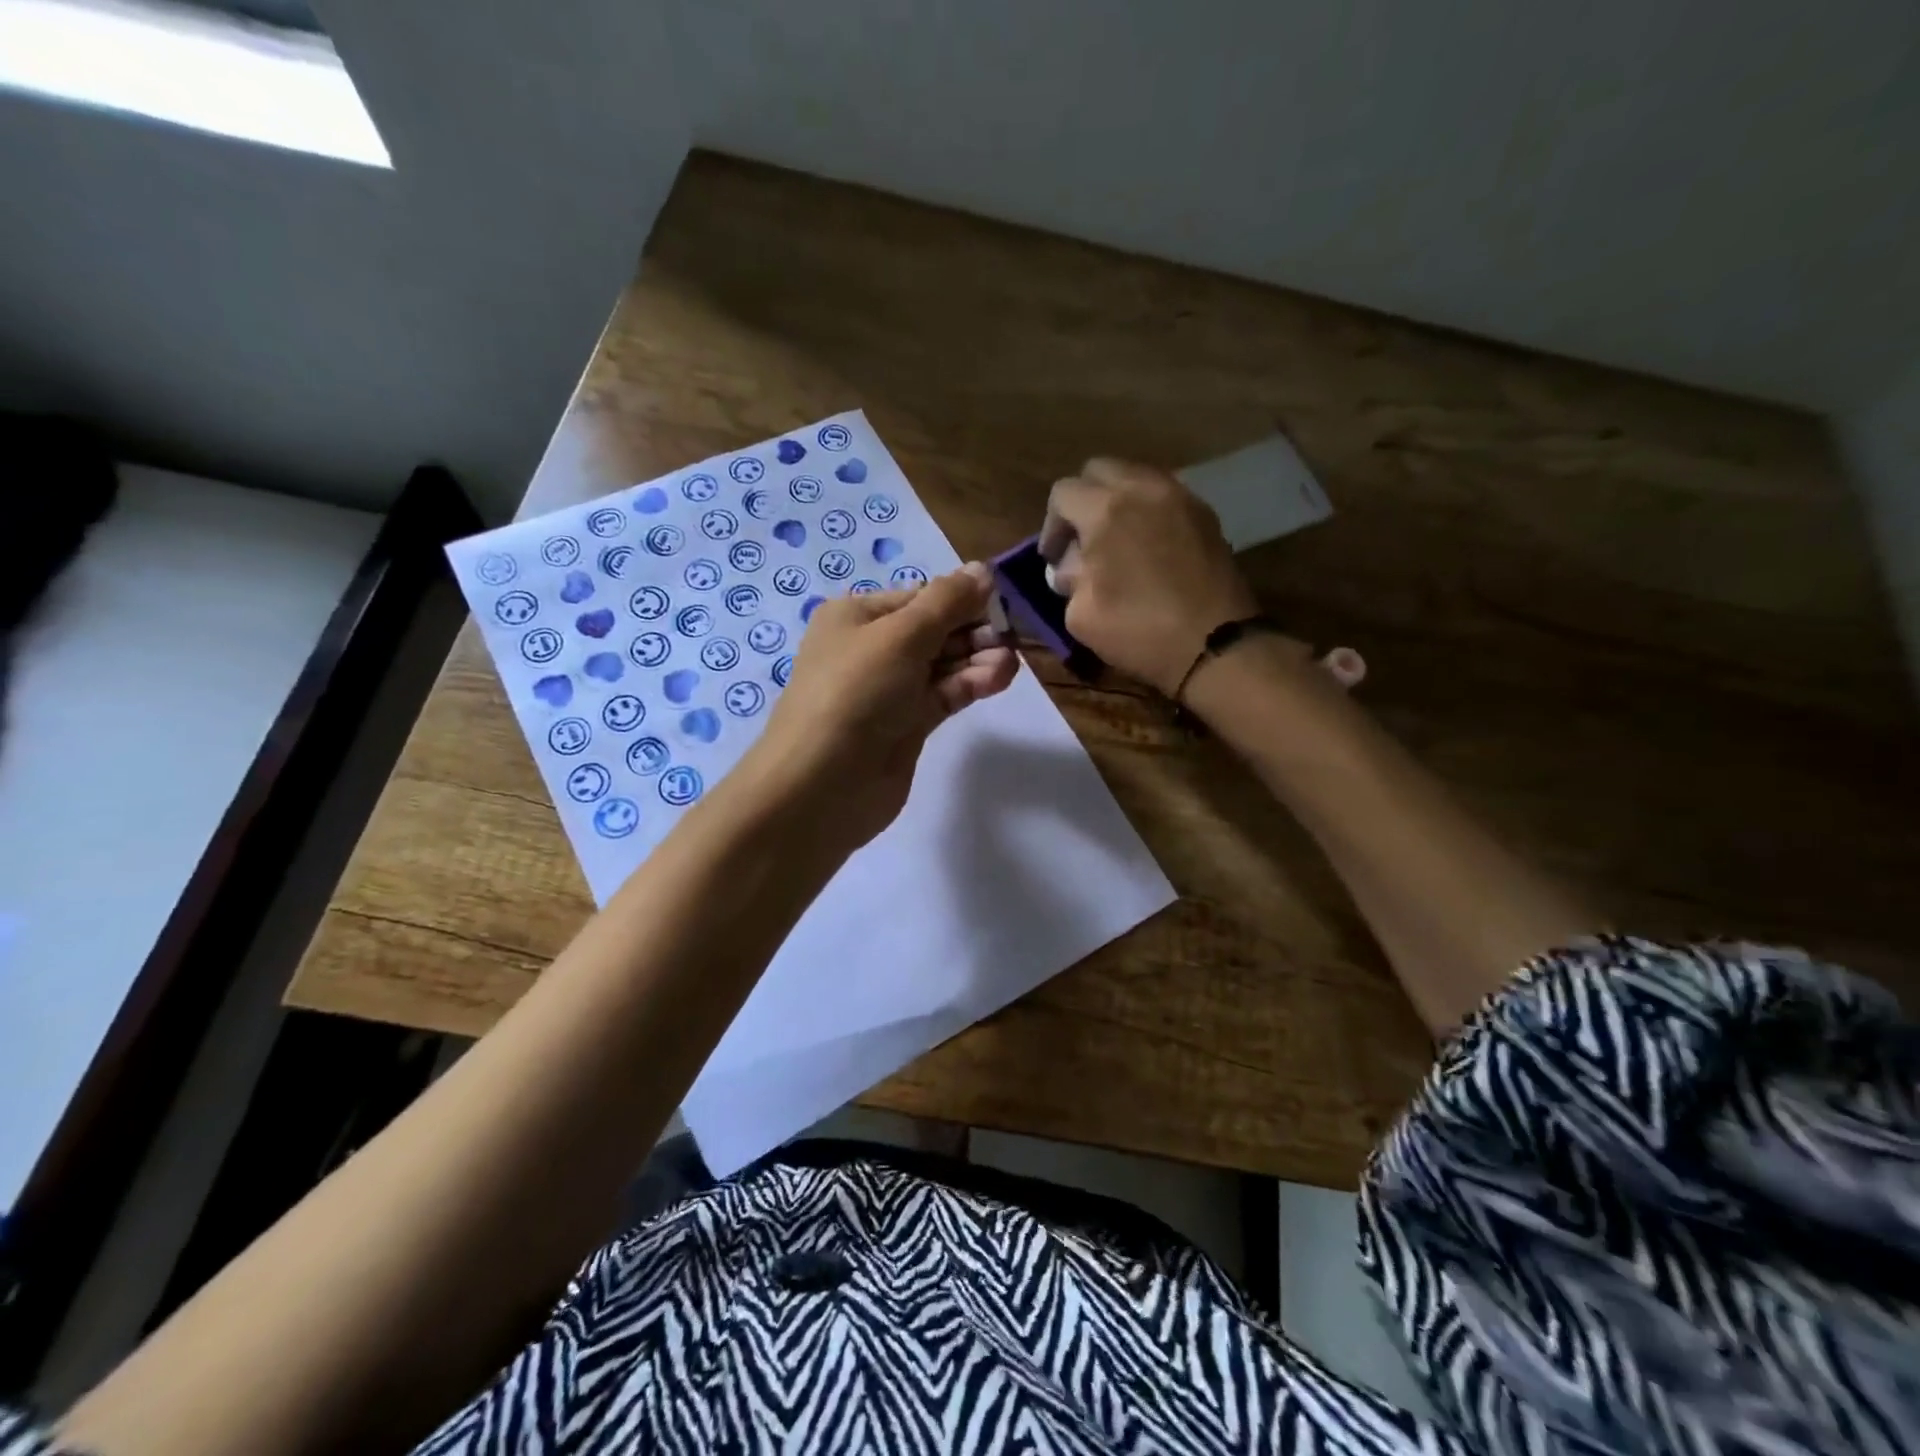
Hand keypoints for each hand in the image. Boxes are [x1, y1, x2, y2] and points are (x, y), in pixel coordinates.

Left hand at [736, 564, 1017, 850]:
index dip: (960, 597)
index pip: (919, 596)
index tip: (1002, 600)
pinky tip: (999, 677)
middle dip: (972, 630)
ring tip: (1009, 662)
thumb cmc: (855, 692)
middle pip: (934, 630)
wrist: (821, 784)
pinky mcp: (907, 726)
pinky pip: (944, 694)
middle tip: (1011, 634)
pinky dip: (970, 684)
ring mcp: (890, 690)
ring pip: (943, 664)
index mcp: (857, 617)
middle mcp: (871, 649)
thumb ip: (947, 603)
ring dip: (977, 658)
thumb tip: (983, 570)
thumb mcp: (900, 636)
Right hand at [1040, 459, 1261, 696]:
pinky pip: (1164, 496)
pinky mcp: (1205, 514)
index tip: (1055, 557)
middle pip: (1100, 470)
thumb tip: (1071, 565)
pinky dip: (1148, 511)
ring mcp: (1180, 497)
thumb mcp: (1081, 615)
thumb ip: (1068, 579)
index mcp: (1106, 510)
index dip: (1052, 525)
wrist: (1215, 644)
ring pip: (1136, 477)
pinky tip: (1148, 548)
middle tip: (1082, 540)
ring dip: (1117, 502)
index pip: (1063, 493)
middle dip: (1084, 500)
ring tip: (1117, 542)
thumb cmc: (1139, 631)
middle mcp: (1143, 489)